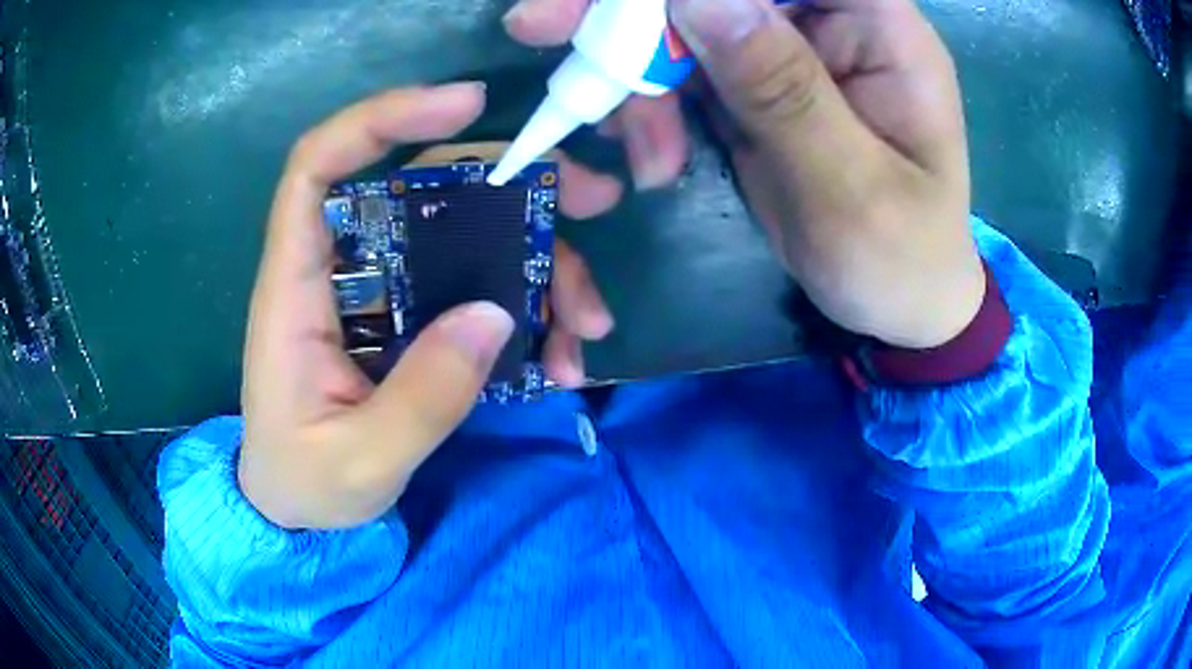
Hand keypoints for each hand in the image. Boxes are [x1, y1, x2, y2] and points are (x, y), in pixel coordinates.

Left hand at [239, 84, 619, 529]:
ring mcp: (382, 294)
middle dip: (512, 182)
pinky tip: (560, 359)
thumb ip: (420, 398)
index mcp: (296, 289)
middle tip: (591, 199)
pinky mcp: (410, 321)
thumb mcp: (359, 461)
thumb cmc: (303, 483)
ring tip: (588, 325)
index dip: (384, 119)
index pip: (320, 166)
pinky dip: (527, 315)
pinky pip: (477, 292)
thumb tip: (493, 312)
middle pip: (422, 188)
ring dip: (538, 265)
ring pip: (467, 239)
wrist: (296, 510)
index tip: (468, 105)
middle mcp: (341, 271)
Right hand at [506, 0, 984, 347]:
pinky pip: (679, 71)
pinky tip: (651, 159)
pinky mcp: (751, 87)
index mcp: (881, 28)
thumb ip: (783, 87)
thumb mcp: (849, 187)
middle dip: (632, 10)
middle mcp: (830, 23)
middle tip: (540, 23)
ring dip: (637, 75)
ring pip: (682, 24)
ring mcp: (784, 52)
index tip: (622, 5)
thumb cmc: (899, 259)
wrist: (898, 306)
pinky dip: (648, 106)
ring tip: (643, 155)